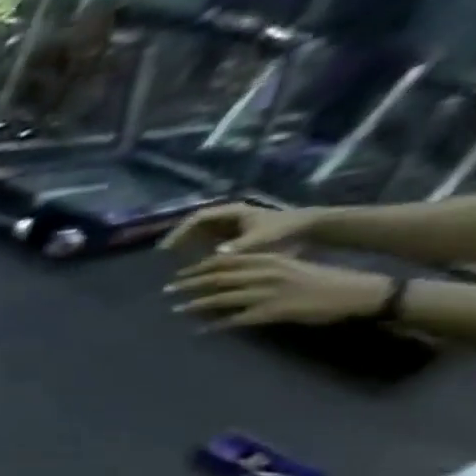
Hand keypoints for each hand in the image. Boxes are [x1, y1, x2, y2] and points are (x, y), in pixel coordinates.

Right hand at [160, 201, 317, 254]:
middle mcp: (228, 216)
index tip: (167, 248)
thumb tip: (213, 256)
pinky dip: (197, 250)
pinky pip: (209, 240)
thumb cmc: (285, 231)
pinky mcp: (234, 234)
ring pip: (200, 233)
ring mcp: (230, 224)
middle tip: (163, 257)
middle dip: (178, 240)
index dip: (179, 232)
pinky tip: (192, 263)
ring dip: (186, 246)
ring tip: (173, 262)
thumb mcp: (262, 240)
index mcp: (232, 212)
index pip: (197, 218)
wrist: (311, 228)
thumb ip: (238, 247)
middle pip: (194, 225)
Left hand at [166, 253, 391, 328]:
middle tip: (166, 290)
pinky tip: (199, 332)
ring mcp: (267, 293)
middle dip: (188, 284)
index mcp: (269, 259)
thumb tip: (228, 275)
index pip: (224, 261)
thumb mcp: (288, 265)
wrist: (356, 292)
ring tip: (175, 310)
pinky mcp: (272, 312)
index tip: (177, 273)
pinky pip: (236, 320)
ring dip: (194, 305)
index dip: (197, 267)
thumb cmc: (321, 279)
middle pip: (216, 278)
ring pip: (221, 299)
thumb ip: (259, 268)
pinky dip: (215, 326)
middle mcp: (265, 273)